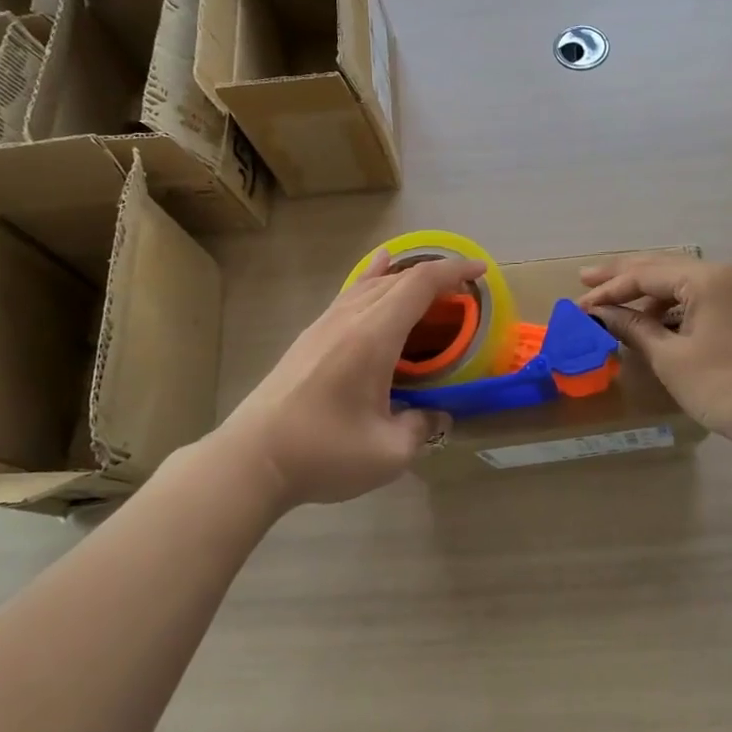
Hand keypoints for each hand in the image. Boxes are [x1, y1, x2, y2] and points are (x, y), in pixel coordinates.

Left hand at [212, 249, 485, 508]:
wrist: (250, 460)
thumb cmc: (323, 453)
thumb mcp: (388, 452)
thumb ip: (421, 427)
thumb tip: (435, 416)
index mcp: (373, 336)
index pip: (420, 285)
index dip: (453, 271)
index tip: (481, 271)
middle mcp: (349, 319)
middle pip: (398, 279)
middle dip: (436, 275)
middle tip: (464, 292)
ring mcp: (324, 325)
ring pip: (371, 283)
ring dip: (405, 277)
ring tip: (429, 282)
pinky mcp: (308, 338)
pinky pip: (349, 294)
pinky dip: (372, 280)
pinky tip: (373, 278)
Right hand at [579, 256, 731, 449]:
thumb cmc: (724, 386)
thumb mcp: (671, 358)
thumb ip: (634, 328)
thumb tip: (602, 315)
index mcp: (706, 278)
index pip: (645, 274)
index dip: (609, 290)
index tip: (579, 307)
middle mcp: (725, 274)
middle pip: (663, 267)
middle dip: (623, 276)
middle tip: (585, 279)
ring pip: (682, 282)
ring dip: (648, 293)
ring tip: (616, 307)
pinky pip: (700, 296)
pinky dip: (672, 306)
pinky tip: (654, 321)